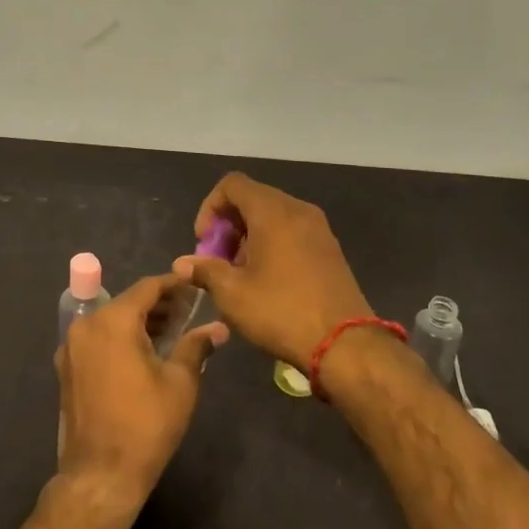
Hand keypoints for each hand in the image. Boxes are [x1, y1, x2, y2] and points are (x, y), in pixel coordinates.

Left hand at [55, 273, 227, 511]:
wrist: (101, 475)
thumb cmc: (146, 424)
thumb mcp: (180, 382)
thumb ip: (196, 346)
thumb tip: (219, 329)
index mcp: (113, 321)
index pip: (147, 288)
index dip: (173, 285)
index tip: (194, 284)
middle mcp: (86, 325)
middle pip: (127, 302)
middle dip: (158, 305)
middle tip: (189, 311)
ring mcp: (71, 347)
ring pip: (111, 321)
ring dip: (139, 322)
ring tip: (171, 331)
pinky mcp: (67, 369)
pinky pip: (98, 340)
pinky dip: (120, 338)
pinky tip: (144, 352)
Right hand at [172, 173, 372, 366]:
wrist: (346, 344)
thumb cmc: (281, 311)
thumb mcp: (232, 294)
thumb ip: (204, 271)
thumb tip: (182, 264)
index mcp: (272, 211)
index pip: (232, 184)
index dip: (210, 208)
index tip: (204, 243)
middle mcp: (297, 210)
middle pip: (252, 198)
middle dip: (228, 225)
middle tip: (218, 261)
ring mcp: (318, 228)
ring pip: (272, 216)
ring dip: (249, 236)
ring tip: (240, 274)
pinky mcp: (329, 249)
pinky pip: (292, 231)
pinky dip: (272, 244)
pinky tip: (266, 280)